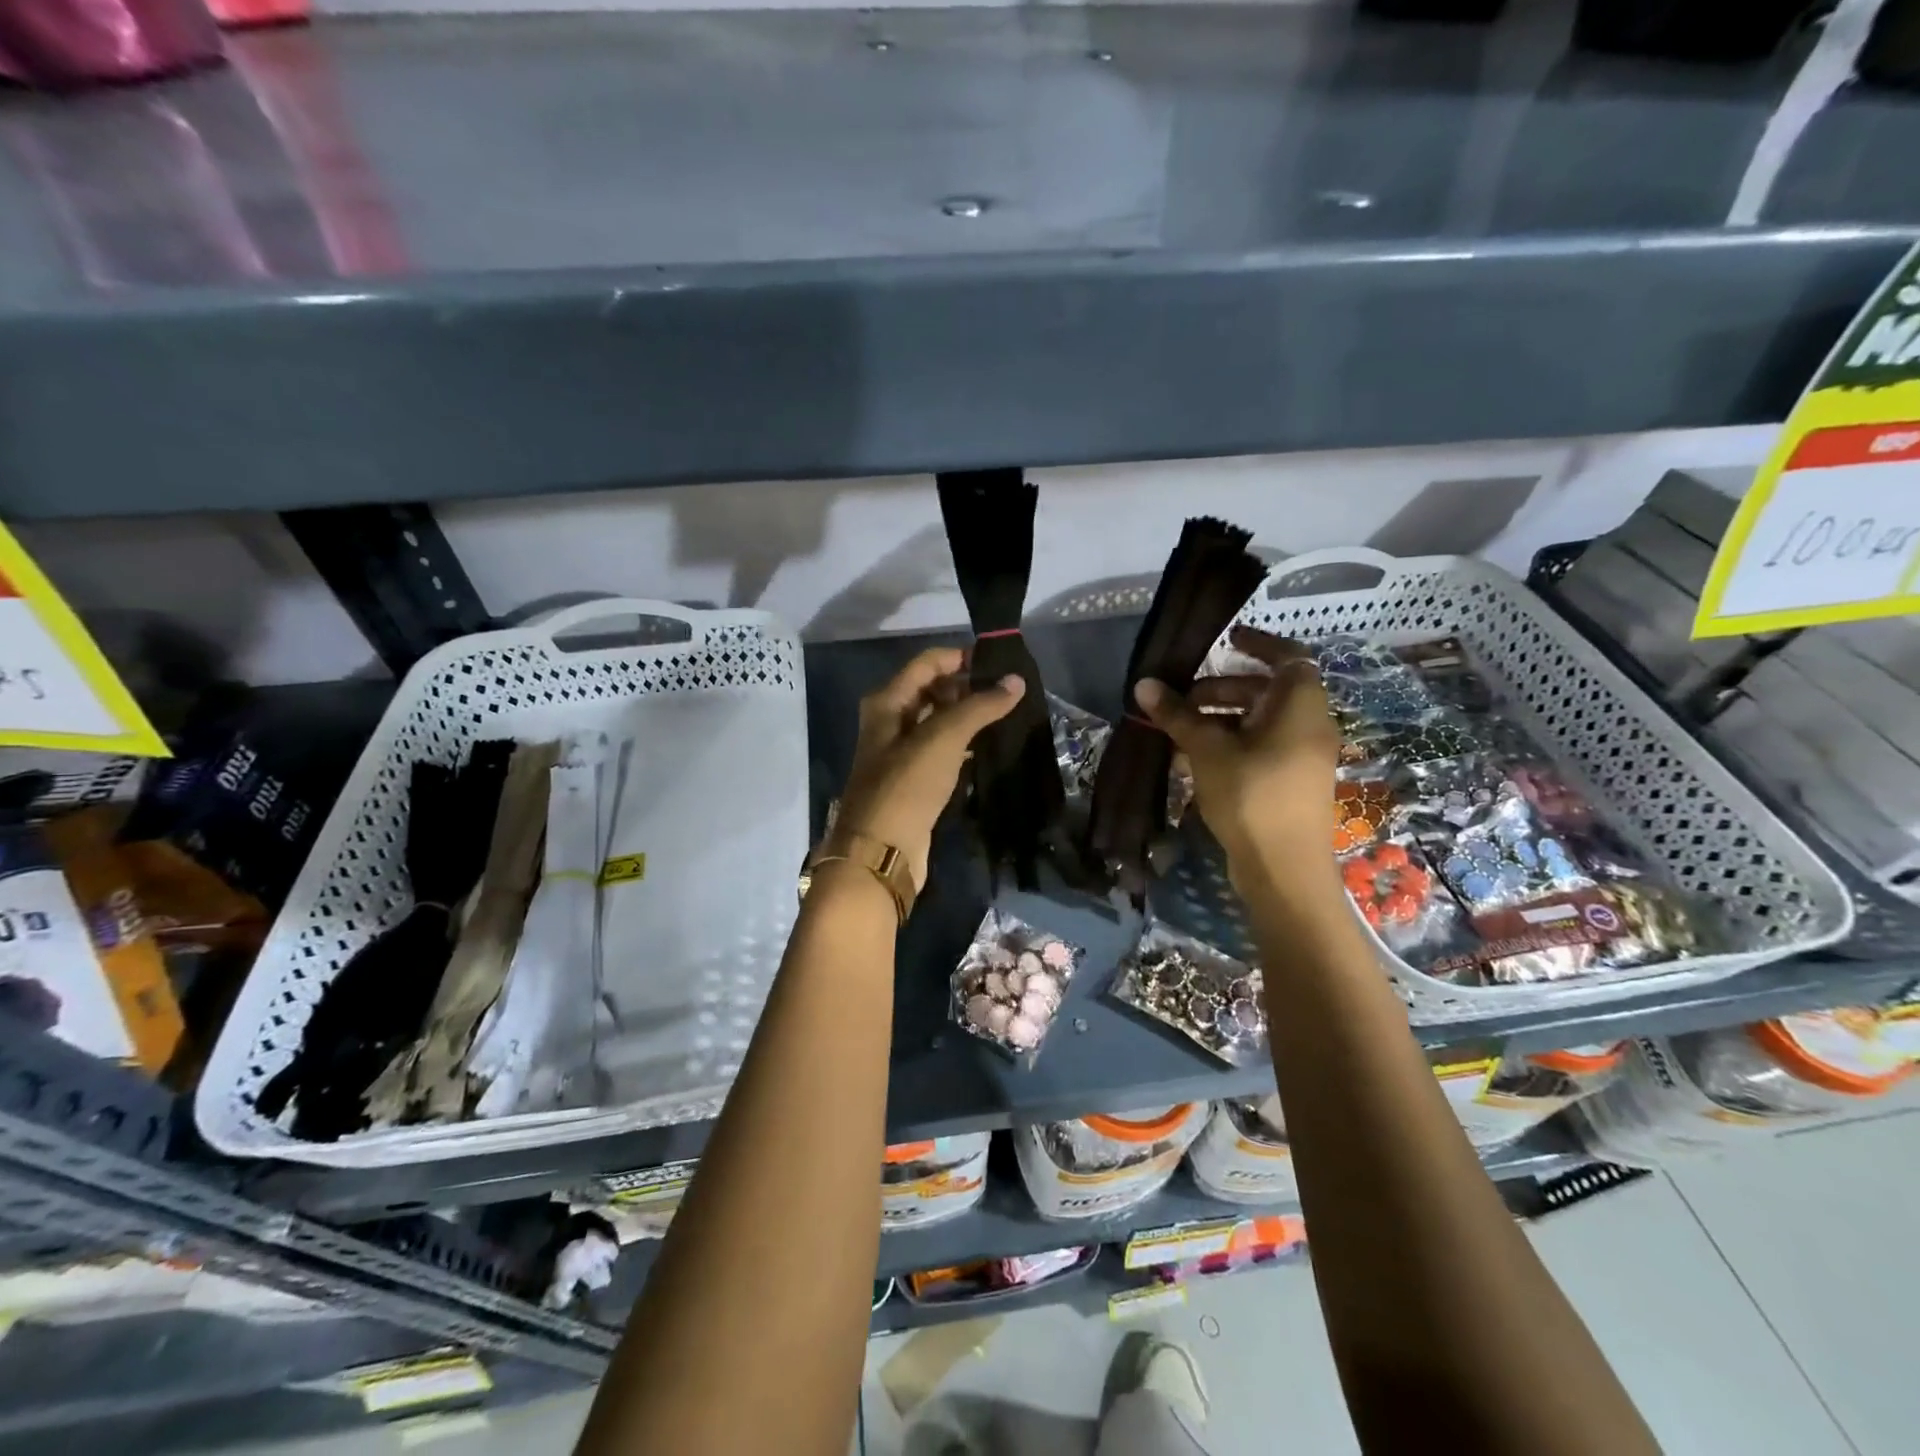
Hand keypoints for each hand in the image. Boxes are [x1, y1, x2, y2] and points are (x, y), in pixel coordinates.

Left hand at [832, 647, 1023, 886]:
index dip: (962, 658)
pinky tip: (990, 744)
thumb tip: (1015, 681)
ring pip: (939, 721)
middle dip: (968, 687)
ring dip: (969, 716)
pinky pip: (943, 750)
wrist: (881, 851)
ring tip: (1009, 713)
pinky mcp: (915, 780)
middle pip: (933, 690)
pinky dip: (964, 743)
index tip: (1001, 663)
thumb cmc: (907, 785)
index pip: (928, 663)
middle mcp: (891, 721)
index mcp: (887, 702)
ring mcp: (901, 752)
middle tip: (1010, 690)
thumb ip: (980, 706)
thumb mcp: (943, 737)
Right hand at [1133, 627, 1339, 890]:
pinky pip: (1261, 747)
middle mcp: (1309, 725)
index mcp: (1300, 707)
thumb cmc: (1251, 797)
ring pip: (1260, 722)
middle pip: (1267, 690)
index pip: (1288, 656)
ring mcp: (1302, 756)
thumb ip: (1177, 714)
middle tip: (1182, 698)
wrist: (1284, 870)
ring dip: (1221, 718)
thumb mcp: (1207, 750)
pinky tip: (1193, 759)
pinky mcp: (1291, 782)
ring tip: (1180, 730)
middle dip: (1222, 688)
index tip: (1225, 639)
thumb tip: (1144, 684)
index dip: (1259, 643)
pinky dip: (1231, 743)